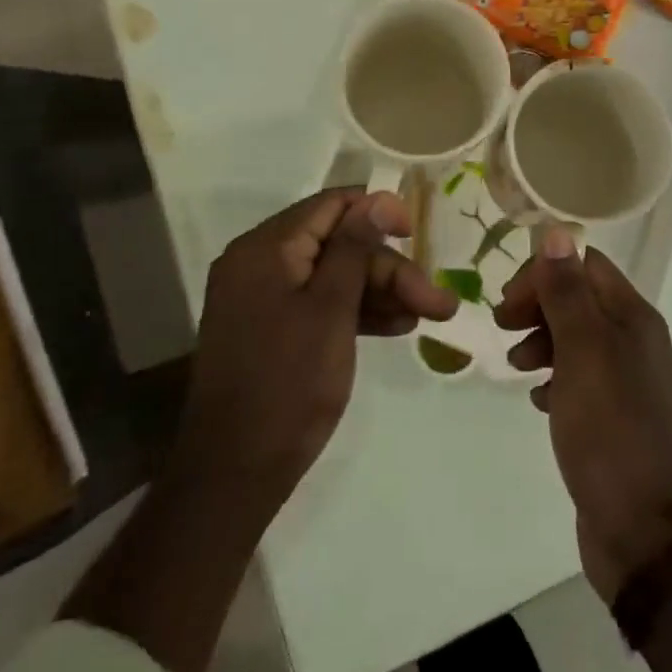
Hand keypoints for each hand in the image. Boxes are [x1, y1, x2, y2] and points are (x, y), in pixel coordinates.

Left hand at [171, 187, 458, 514]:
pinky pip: (316, 302)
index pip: (331, 205)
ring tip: (424, 316)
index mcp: (265, 247)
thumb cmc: (289, 383)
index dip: (378, 212)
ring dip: (378, 292)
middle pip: (336, 244)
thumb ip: (355, 248)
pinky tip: (394, 327)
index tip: (417, 235)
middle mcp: (258, 262)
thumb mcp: (331, 309)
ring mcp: (260, 297)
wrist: (235, 473)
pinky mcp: (267, 328)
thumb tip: (379, 198)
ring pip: (331, 276)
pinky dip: (353, 311)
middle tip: (436, 301)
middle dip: (388, 269)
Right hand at [495, 227, 671, 601]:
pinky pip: (577, 377)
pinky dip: (553, 376)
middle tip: (502, 326)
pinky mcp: (613, 415)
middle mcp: (634, 340)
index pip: (585, 265)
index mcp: (633, 317)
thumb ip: (567, 292)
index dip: (544, 272)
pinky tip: (538, 399)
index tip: (508, 300)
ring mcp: (625, 380)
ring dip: (541, 340)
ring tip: (516, 366)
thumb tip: (556, 231)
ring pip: (575, 337)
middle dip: (538, 304)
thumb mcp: (582, 351)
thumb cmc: (610, 428)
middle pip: (579, 298)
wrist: (643, 530)